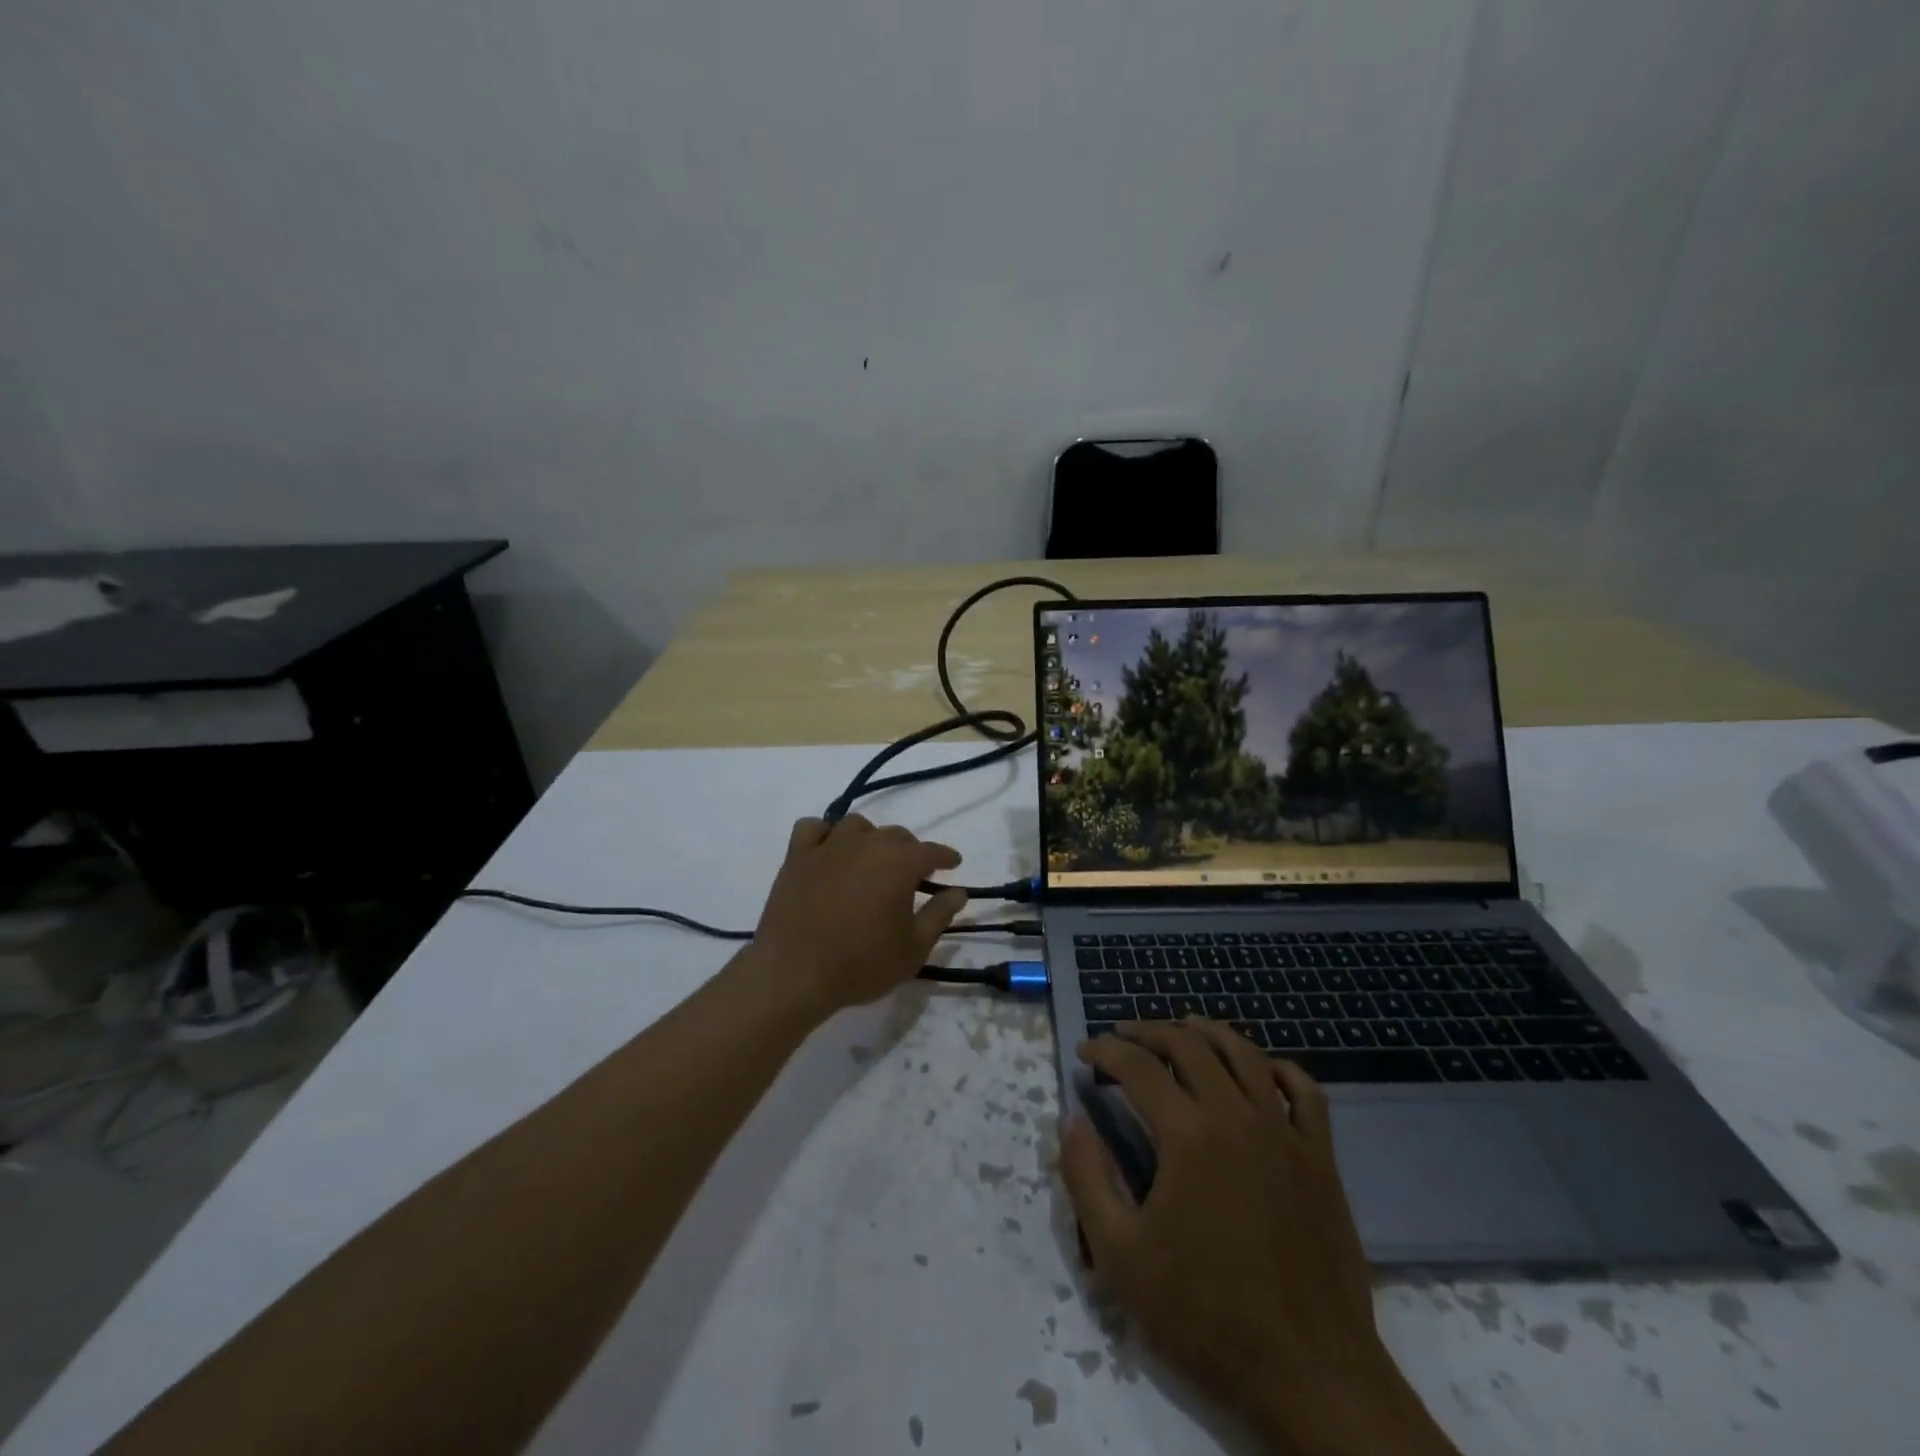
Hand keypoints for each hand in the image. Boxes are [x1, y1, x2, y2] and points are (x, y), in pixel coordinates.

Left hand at [746, 815, 968, 1016]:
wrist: (794, 975)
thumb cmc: (861, 965)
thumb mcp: (913, 949)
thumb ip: (939, 915)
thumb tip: (959, 891)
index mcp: (898, 864)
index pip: (930, 851)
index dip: (945, 856)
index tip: (953, 863)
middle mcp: (865, 845)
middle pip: (895, 835)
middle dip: (910, 851)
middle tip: (911, 874)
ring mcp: (828, 847)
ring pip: (857, 826)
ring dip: (870, 838)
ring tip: (871, 860)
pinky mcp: (797, 856)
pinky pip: (813, 828)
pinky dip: (825, 834)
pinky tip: (829, 850)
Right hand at [1060, 1022, 1455, 1455]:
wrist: (1311, 1378)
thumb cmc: (1206, 1317)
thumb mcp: (1121, 1257)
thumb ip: (1087, 1179)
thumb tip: (1071, 1120)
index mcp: (1188, 1135)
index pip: (1137, 1066)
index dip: (1105, 1050)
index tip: (1085, 1052)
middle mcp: (1237, 1116)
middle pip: (1189, 1045)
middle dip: (1148, 1031)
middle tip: (1123, 1034)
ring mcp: (1285, 1134)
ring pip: (1244, 1054)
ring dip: (1207, 1032)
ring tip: (1182, 1027)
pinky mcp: (1320, 1159)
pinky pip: (1304, 1091)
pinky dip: (1277, 1067)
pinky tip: (1260, 1068)